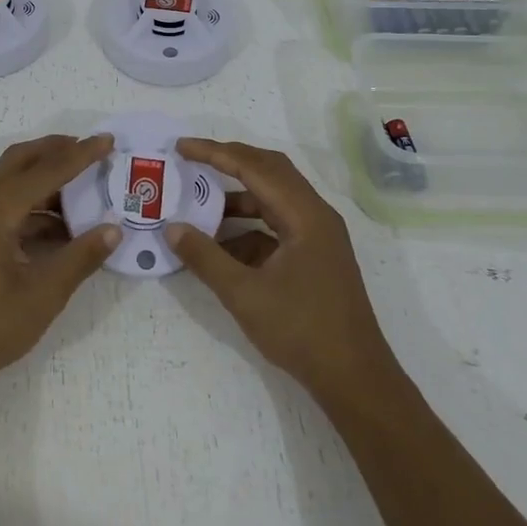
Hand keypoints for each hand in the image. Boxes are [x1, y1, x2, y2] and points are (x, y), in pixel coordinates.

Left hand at [0, 134, 120, 398]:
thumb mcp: (44, 294)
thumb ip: (80, 257)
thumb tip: (113, 229)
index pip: (46, 170)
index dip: (80, 155)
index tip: (108, 141)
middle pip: (21, 161)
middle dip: (56, 150)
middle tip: (91, 150)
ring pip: (10, 180)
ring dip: (44, 176)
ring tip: (82, 186)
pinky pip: (3, 203)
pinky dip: (32, 203)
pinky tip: (59, 225)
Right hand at [168, 138, 397, 402]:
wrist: (354, 378)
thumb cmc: (301, 331)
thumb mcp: (244, 294)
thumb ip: (205, 257)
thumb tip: (172, 228)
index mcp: (305, 215)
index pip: (254, 168)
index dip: (215, 153)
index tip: (181, 148)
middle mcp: (315, 215)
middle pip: (269, 171)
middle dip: (229, 162)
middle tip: (192, 160)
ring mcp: (318, 236)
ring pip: (274, 199)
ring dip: (238, 199)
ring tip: (199, 206)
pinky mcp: (315, 255)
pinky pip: (277, 226)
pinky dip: (248, 228)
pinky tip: (221, 247)